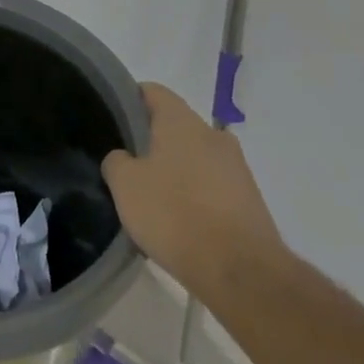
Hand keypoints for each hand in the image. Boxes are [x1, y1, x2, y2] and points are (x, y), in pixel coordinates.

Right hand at [101, 82, 288, 305]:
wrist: (241, 272)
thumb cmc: (175, 214)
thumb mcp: (125, 185)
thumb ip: (116, 161)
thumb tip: (123, 158)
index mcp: (182, 121)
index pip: (153, 92)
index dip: (130, 99)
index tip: (113, 119)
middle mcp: (214, 135)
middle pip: (176, 126)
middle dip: (153, 140)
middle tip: (129, 162)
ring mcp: (237, 168)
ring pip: (196, 157)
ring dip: (176, 170)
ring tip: (153, 197)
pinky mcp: (250, 201)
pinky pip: (213, 187)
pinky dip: (196, 196)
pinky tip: (180, 222)